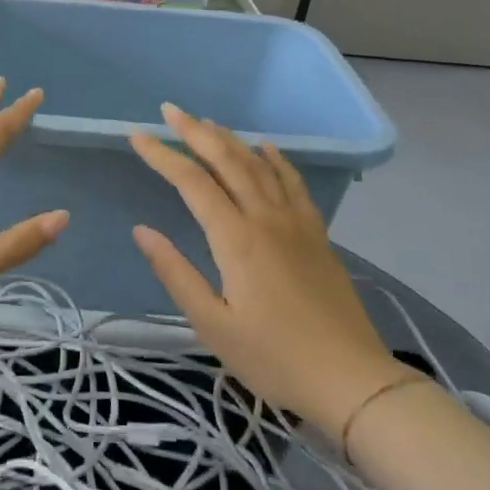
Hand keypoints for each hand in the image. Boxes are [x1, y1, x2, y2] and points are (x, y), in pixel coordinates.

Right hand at [129, 103, 410, 423]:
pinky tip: (266, 149)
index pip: (192, 183)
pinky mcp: (317, 235)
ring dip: (231, 139)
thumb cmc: (273, 357)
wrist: (351, 379)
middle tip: (170, 110)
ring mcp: (297, 223)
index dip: (163, 155)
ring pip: (259, 166)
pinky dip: (276, 161)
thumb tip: (142, 230)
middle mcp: (266, 218)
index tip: (137, 136)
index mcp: (236, 239)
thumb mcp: (212, 325)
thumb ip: (175, 273)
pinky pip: (294, 184)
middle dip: (196, 132)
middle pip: (227, 161)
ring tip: (207, 122)